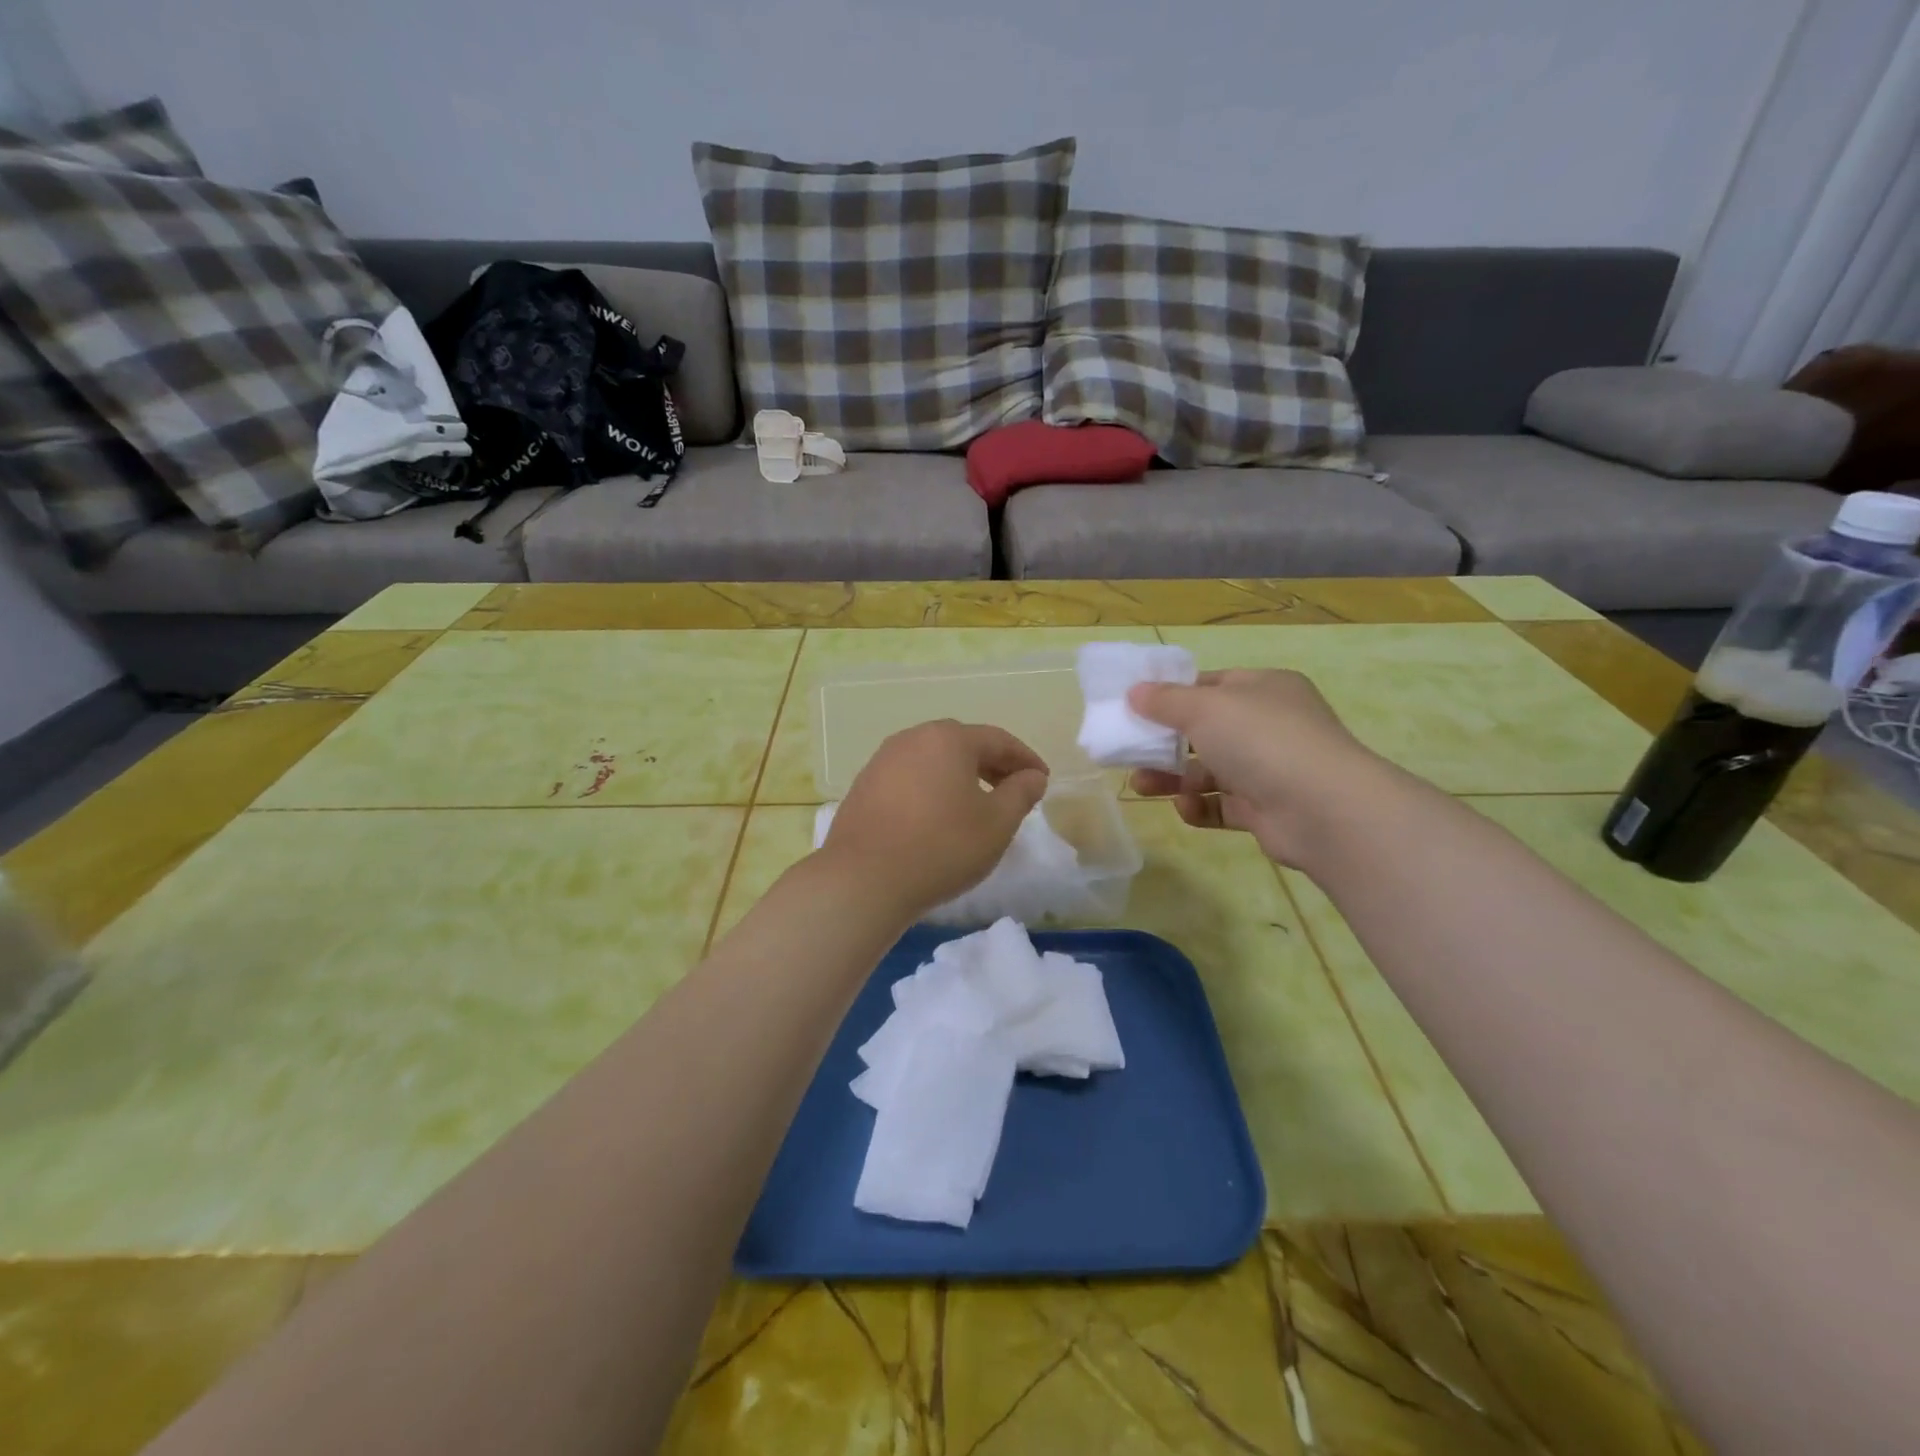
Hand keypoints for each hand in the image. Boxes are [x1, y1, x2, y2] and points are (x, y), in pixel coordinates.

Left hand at [821, 720, 1048, 918]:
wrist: (864, 880)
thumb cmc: (942, 847)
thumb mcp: (997, 824)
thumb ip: (1021, 793)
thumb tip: (1032, 776)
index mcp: (948, 738)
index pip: (998, 739)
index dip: (1025, 759)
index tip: (1042, 780)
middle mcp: (912, 739)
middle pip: (963, 745)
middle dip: (993, 765)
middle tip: (1013, 790)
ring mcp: (882, 761)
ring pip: (933, 761)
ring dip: (960, 777)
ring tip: (977, 805)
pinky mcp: (864, 787)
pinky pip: (910, 779)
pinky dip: (932, 790)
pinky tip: (937, 818)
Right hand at [1126, 669, 1388, 868]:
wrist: (1322, 808)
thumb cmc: (1260, 739)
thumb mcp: (1204, 708)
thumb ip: (1165, 701)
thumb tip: (1134, 692)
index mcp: (1263, 689)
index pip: (1211, 685)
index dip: (1172, 695)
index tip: (1136, 707)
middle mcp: (1269, 725)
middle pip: (1205, 730)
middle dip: (1165, 742)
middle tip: (1129, 751)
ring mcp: (1270, 769)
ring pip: (1209, 771)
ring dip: (1173, 777)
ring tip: (1140, 785)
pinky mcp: (1265, 809)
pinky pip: (1223, 805)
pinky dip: (1200, 807)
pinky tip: (1185, 808)